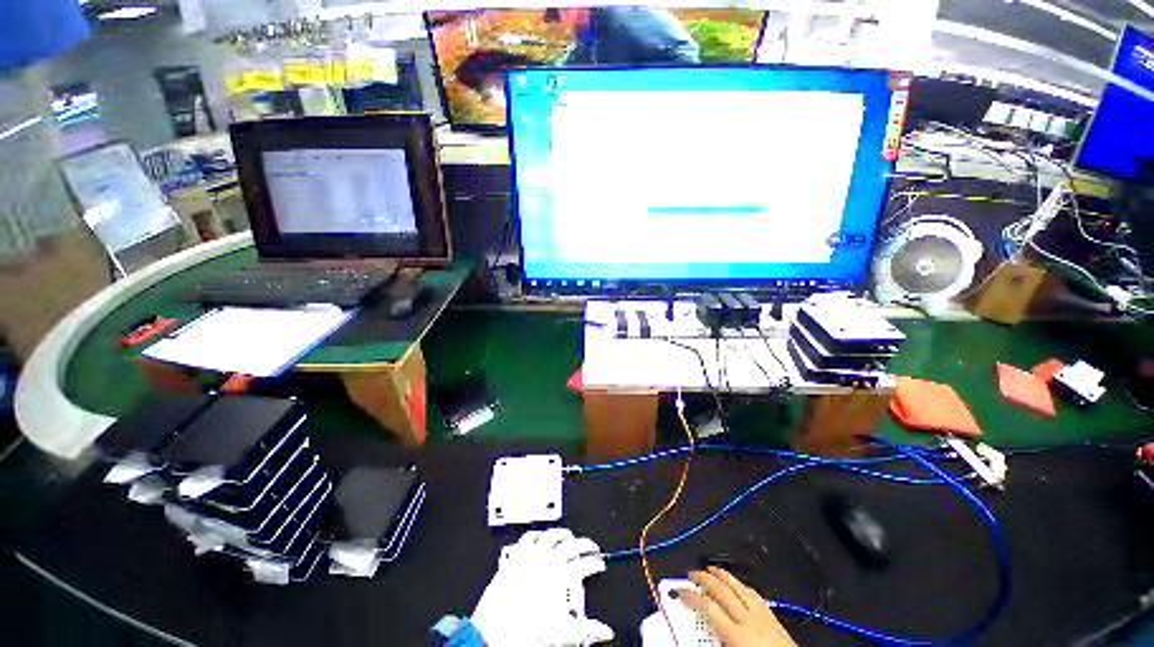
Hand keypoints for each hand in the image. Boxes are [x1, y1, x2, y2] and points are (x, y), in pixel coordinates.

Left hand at [471, 528, 613, 645]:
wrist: (493, 631)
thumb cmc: (525, 631)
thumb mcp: (561, 632)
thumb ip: (586, 630)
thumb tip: (604, 632)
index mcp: (560, 577)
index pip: (585, 564)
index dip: (595, 563)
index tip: (600, 564)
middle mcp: (547, 561)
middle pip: (572, 544)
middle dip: (585, 544)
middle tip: (591, 547)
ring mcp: (531, 555)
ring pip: (552, 535)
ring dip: (563, 534)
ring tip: (569, 536)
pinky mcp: (517, 555)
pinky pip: (529, 537)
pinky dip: (538, 534)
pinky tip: (540, 536)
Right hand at [678, 567, 795, 646]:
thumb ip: (718, 642)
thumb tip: (702, 633)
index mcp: (738, 635)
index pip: (709, 608)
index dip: (692, 596)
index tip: (679, 590)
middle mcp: (749, 619)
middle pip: (723, 591)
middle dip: (705, 579)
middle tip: (691, 572)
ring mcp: (763, 616)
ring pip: (739, 587)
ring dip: (723, 575)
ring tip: (711, 568)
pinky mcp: (774, 617)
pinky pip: (755, 594)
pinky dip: (742, 585)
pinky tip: (738, 584)